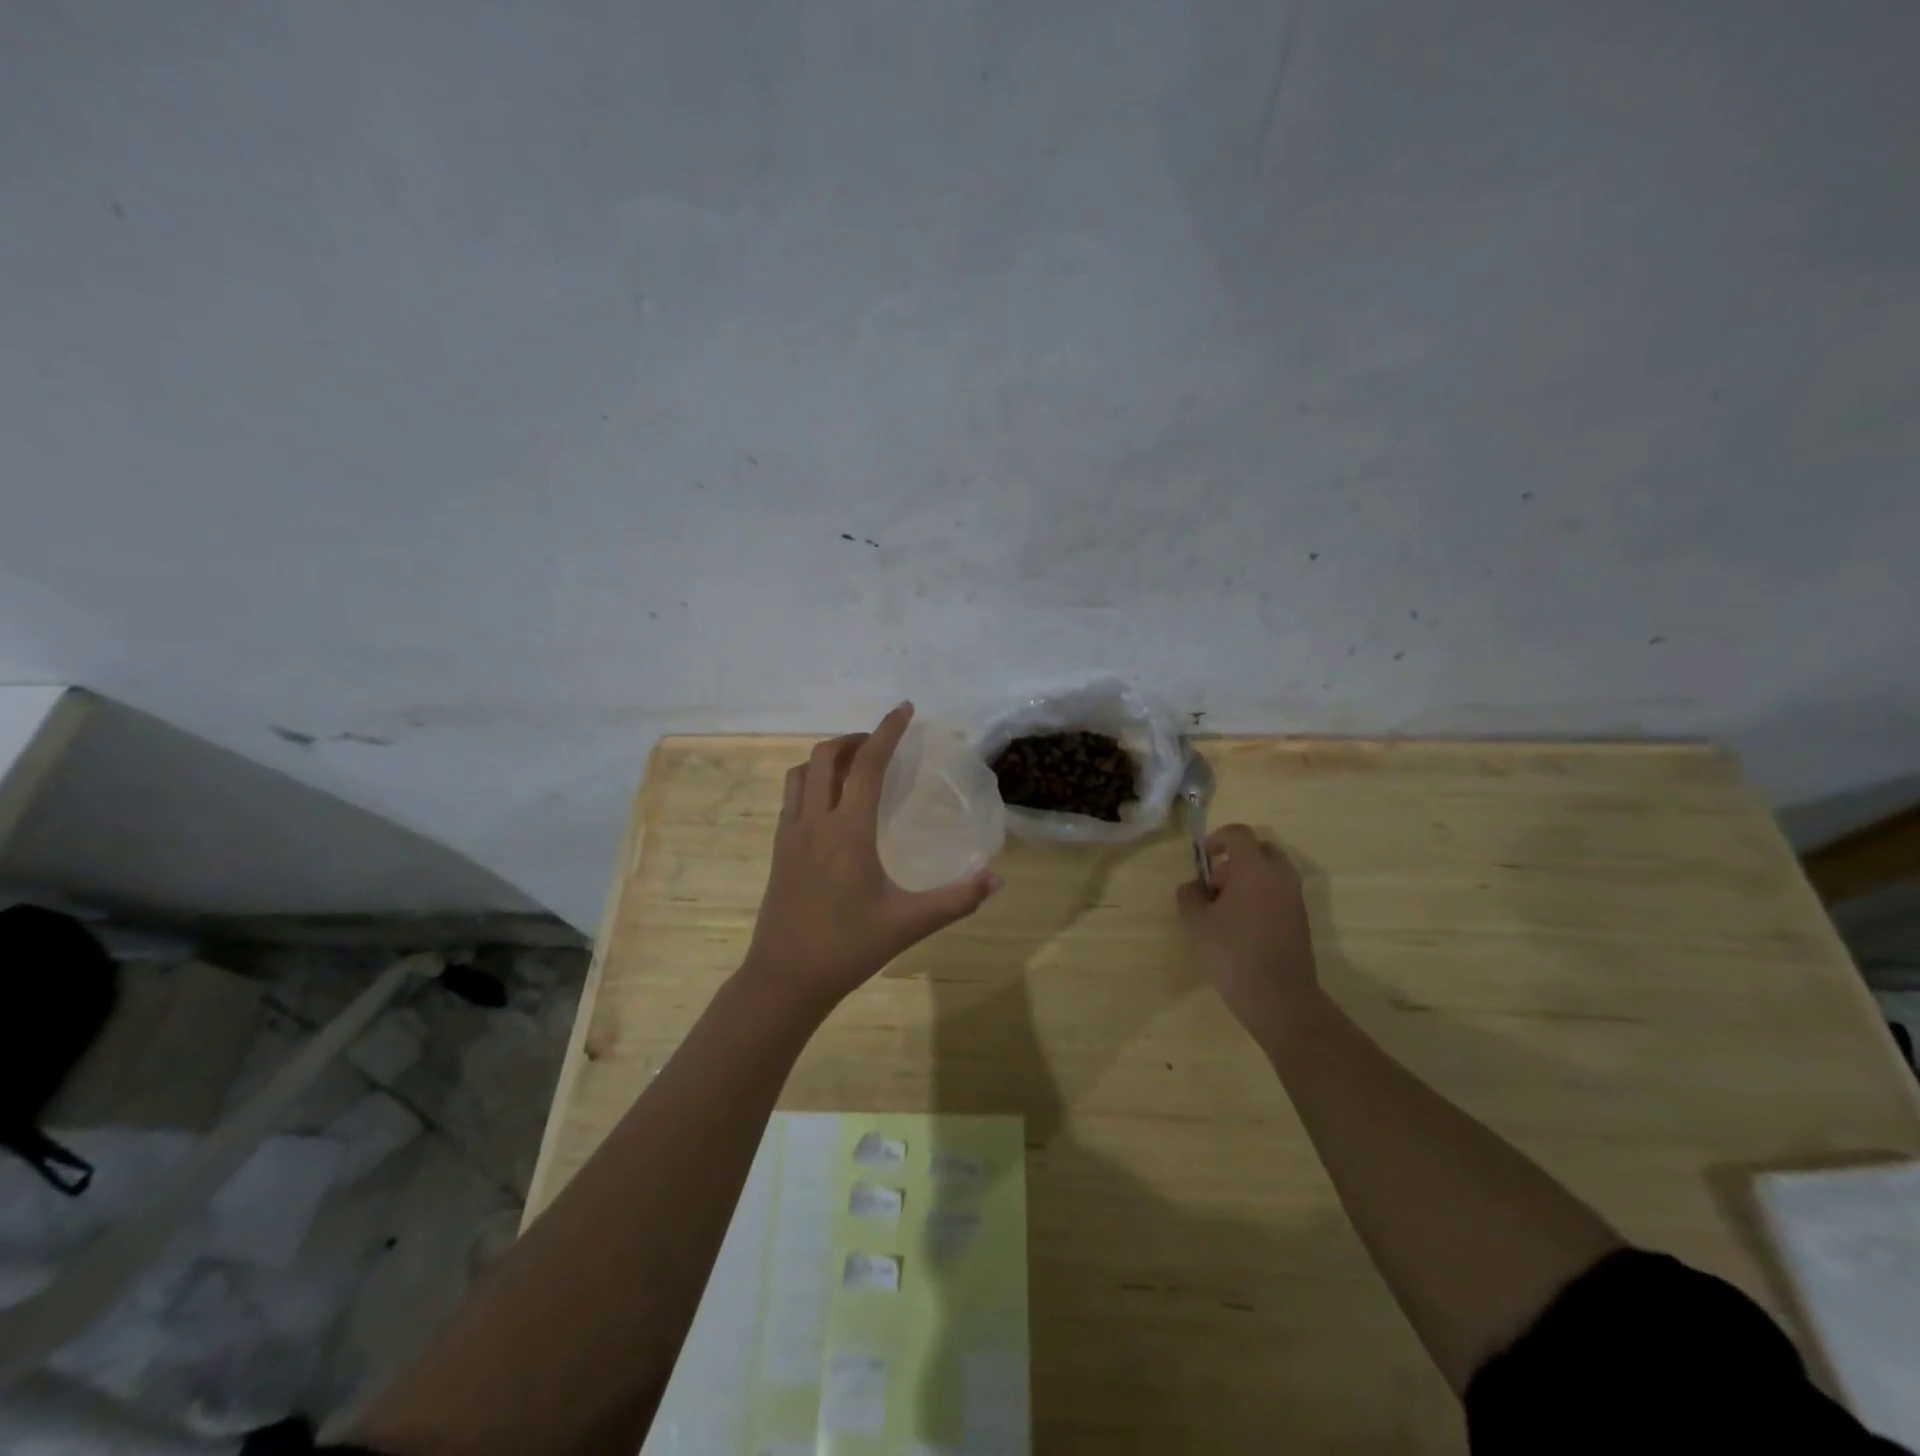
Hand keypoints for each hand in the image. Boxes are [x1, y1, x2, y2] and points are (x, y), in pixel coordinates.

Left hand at [740, 703, 1001, 1015]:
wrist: (785, 978)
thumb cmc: (848, 947)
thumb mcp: (909, 923)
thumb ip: (956, 899)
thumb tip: (997, 880)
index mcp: (848, 831)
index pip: (868, 764)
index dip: (887, 731)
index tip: (904, 709)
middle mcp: (815, 821)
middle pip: (827, 756)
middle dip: (855, 739)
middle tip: (882, 745)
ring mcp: (790, 834)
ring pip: (802, 773)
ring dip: (828, 758)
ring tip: (855, 767)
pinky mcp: (778, 849)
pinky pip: (791, 796)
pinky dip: (811, 781)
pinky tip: (830, 804)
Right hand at [1176, 824, 1320, 1044]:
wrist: (1278, 998)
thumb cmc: (1231, 952)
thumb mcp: (1195, 921)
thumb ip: (1190, 895)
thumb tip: (1196, 888)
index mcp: (1254, 869)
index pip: (1239, 834)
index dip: (1217, 838)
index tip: (1203, 858)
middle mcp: (1280, 877)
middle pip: (1260, 850)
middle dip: (1236, 859)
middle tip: (1216, 885)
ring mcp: (1295, 899)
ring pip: (1272, 873)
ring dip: (1249, 880)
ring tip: (1226, 909)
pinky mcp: (1301, 920)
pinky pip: (1279, 893)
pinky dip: (1261, 897)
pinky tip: (1243, 927)